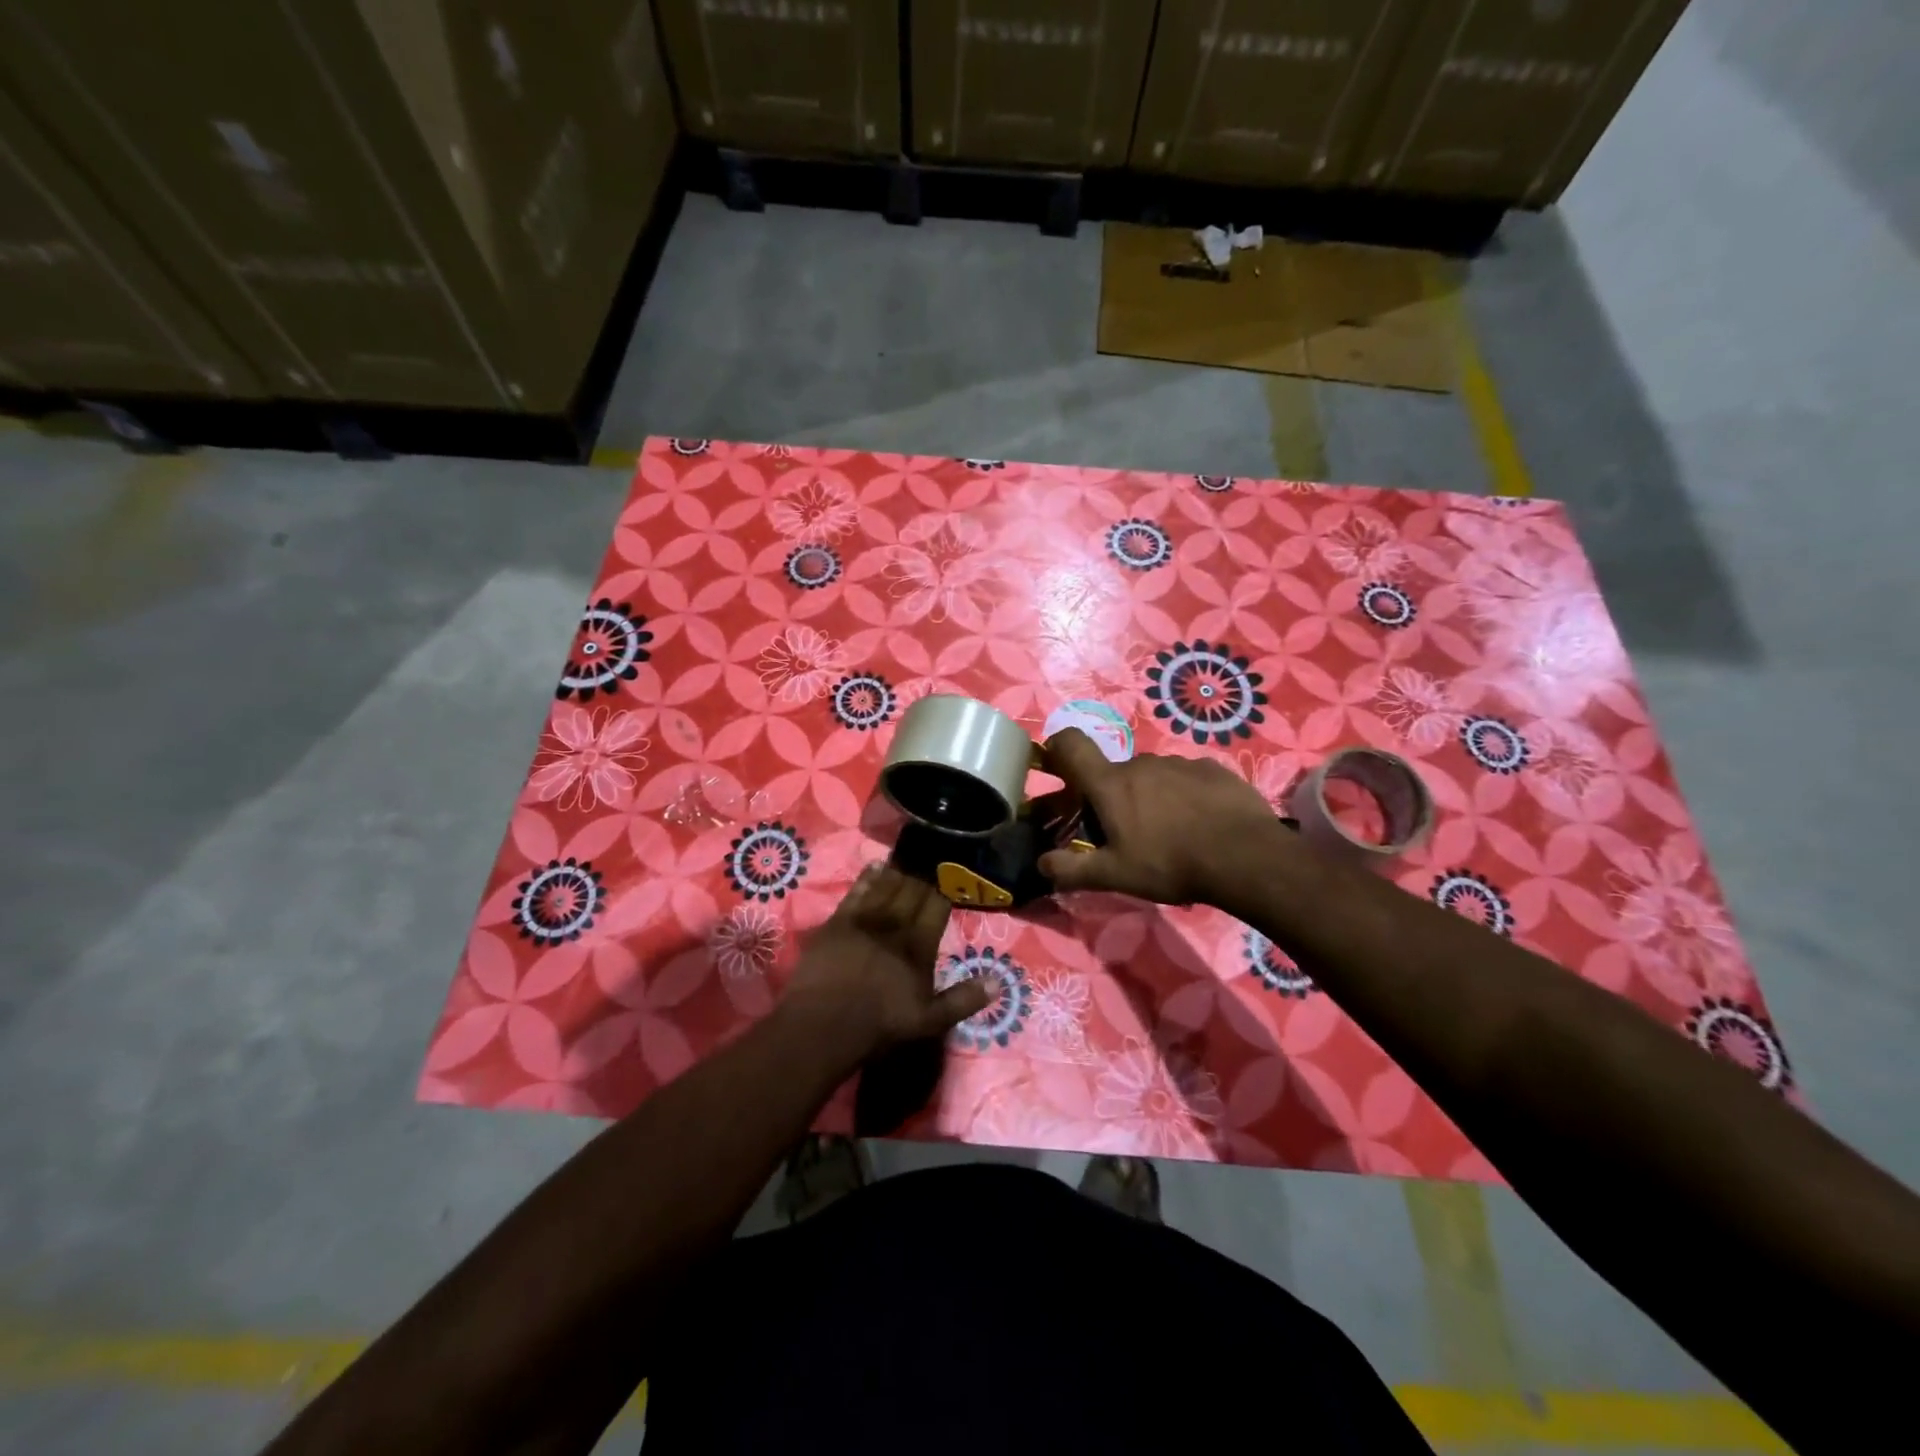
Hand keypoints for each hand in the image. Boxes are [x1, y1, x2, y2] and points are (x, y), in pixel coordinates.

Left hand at [782, 864, 989, 1059]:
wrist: (823, 1026)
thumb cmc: (880, 1026)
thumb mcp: (930, 1021)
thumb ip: (964, 999)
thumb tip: (998, 982)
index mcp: (919, 944)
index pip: (937, 905)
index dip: (945, 889)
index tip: (951, 876)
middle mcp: (895, 924)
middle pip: (913, 889)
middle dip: (924, 874)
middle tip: (932, 859)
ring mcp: (865, 920)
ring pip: (887, 885)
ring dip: (899, 870)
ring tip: (908, 856)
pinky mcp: (838, 921)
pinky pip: (857, 891)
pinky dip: (868, 877)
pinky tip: (875, 866)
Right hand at [1037, 728, 1280, 905]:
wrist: (1245, 857)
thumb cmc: (1170, 863)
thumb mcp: (1115, 875)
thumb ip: (1073, 869)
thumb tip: (1041, 864)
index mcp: (1110, 784)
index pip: (1071, 744)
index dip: (1058, 749)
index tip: (1057, 768)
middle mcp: (1141, 763)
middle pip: (1115, 773)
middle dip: (1113, 797)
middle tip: (1125, 833)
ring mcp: (1179, 763)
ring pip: (1152, 777)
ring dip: (1151, 797)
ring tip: (1169, 833)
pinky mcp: (1213, 769)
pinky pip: (1186, 779)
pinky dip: (1184, 796)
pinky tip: (1201, 824)